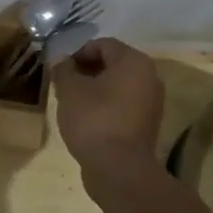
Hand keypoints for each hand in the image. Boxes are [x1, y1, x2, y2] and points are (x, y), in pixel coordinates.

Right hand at [51, 38, 164, 174]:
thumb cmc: (94, 119)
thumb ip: (64, 70)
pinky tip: (87, 118)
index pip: (103, 44)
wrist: (119, 168)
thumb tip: (62, 61)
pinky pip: (124, 104)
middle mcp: (149, 76)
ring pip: (119, 85)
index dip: (78, 52)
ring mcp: (152, 102)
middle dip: (87, 70)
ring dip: (96, 88)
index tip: (61, 69)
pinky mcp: (147, 123)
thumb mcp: (69, 90)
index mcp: (133, 61)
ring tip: (73, 102)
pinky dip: (106, 105)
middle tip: (65, 84)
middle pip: (113, 63)